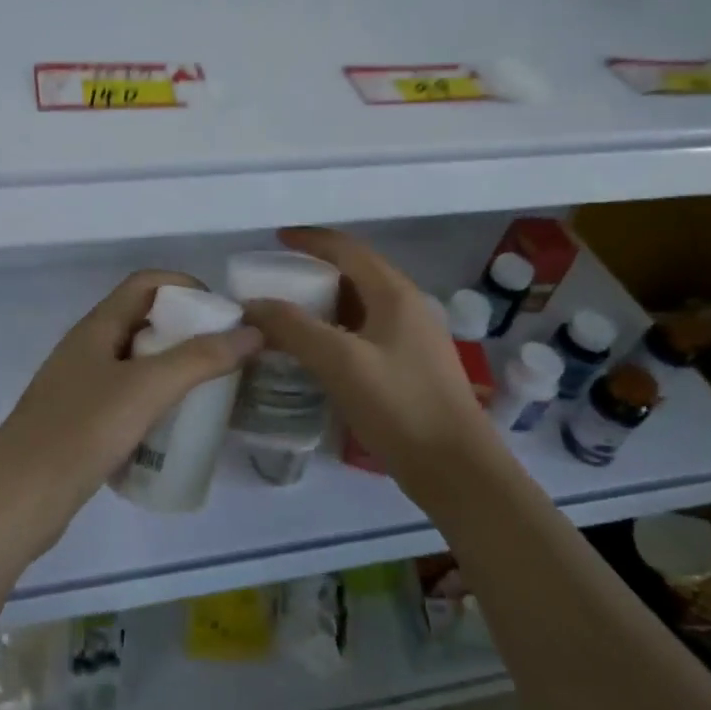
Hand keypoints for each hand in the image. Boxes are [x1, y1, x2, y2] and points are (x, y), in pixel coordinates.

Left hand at [0, 270, 262, 558]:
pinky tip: (175, 427)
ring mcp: (81, 386)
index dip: (186, 287)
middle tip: (226, 357)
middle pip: (144, 320)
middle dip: (187, 331)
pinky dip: (155, 401)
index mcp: (97, 326)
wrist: (17, 500)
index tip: (224, 315)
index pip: (146, 283)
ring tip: (210, 392)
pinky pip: (127, 397)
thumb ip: (200, 359)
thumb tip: (252, 332)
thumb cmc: (81, 431)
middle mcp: (88, 347)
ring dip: (173, 368)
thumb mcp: (146, 389)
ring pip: (136, 362)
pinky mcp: (80, 422)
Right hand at [238, 228, 504, 513]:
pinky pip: (366, 332)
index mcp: (395, 294)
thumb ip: (293, 328)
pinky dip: (337, 331)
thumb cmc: (400, 406)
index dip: (310, 240)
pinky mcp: (411, 367)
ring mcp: (413, 338)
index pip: (347, 248)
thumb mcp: (340, 362)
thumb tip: (253, 304)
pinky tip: (318, 353)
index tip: (276, 238)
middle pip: (355, 273)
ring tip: (288, 315)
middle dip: (314, 271)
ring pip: (361, 305)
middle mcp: (408, 306)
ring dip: (324, 303)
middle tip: (276, 281)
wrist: (457, 471)